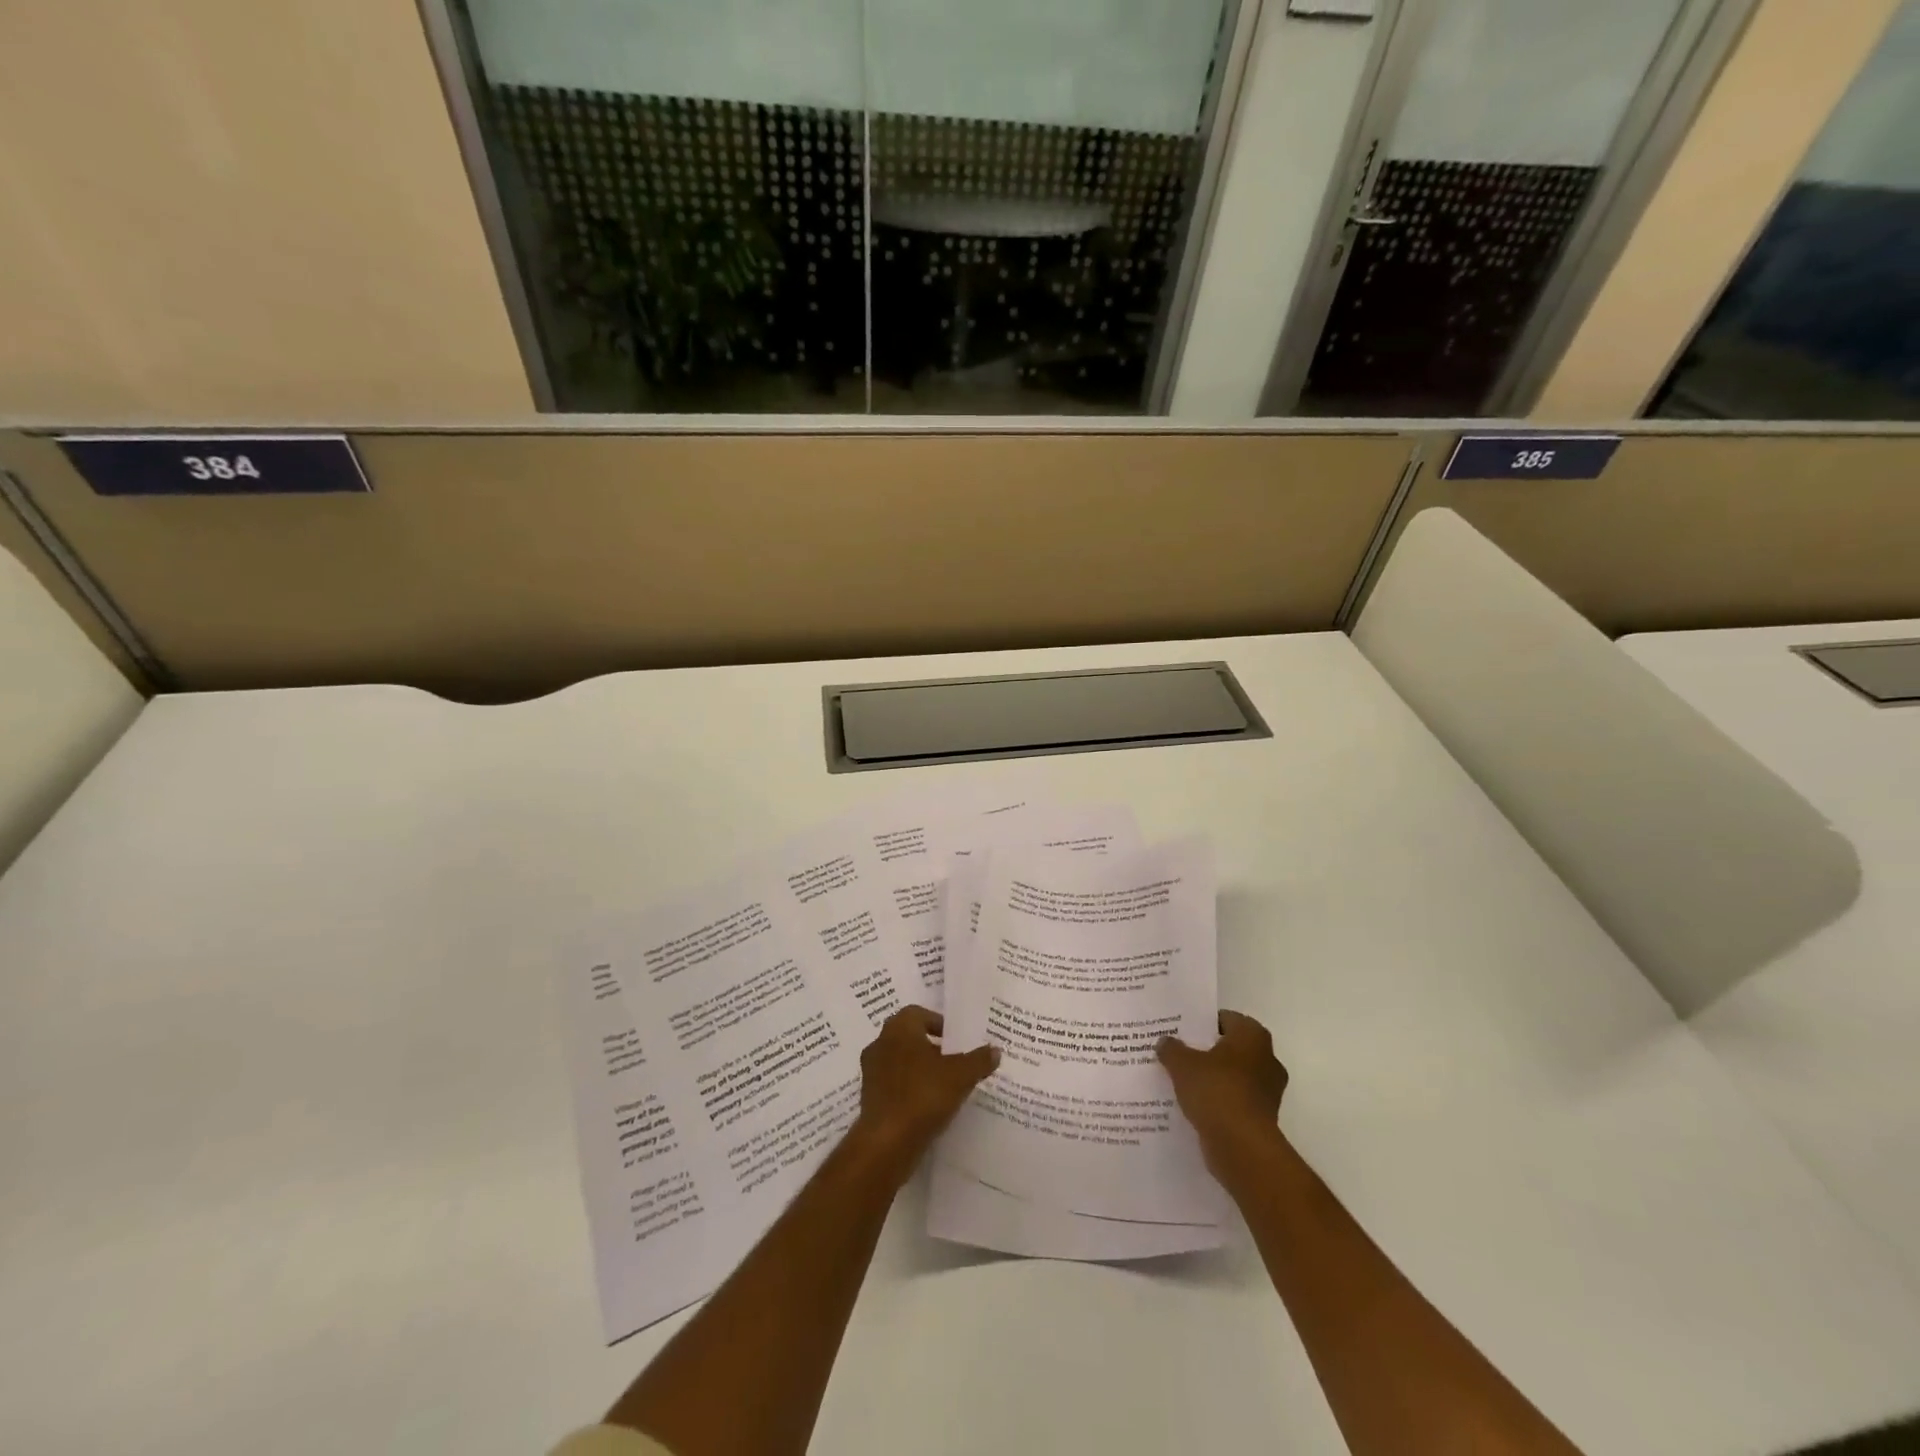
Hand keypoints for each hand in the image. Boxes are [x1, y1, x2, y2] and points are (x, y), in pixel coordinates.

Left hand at [850, 1006, 998, 1183]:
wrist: (887, 1143)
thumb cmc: (923, 1095)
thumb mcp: (960, 1076)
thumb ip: (979, 1060)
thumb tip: (995, 1050)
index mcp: (899, 1028)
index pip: (918, 1013)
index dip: (938, 1023)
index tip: (956, 1039)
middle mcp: (880, 1043)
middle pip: (909, 1038)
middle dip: (931, 1047)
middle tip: (954, 1061)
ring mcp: (871, 1072)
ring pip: (900, 1062)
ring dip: (920, 1070)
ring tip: (945, 1086)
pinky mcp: (869, 1099)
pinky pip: (894, 1085)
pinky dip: (910, 1090)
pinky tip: (929, 1106)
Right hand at [1157, 1010, 1289, 1182]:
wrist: (1242, 1147)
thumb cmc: (1216, 1091)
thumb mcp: (1182, 1063)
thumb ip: (1171, 1048)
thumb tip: (1165, 1042)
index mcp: (1253, 1036)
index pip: (1225, 1018)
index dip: (1201, 1023)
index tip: (1179, 1029)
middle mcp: (1267, 1059)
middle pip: (1229, 1048)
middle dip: (1206, 1051)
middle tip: (1177, 1052)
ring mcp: (1267, 1091)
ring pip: (1232, 1076)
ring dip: (1212, 1079)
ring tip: (1181, 1080)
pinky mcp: (1261, 1118)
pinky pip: (1234, 1101)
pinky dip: (1217, 1102)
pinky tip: (1193, 1105)